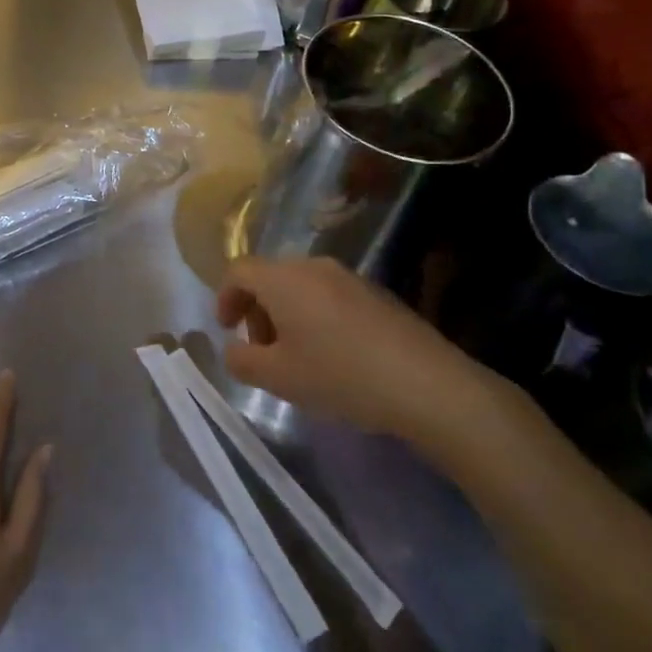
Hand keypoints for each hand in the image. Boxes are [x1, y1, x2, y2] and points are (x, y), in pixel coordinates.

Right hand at [218, 255, 503, 454]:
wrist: (427, 384)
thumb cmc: (340, 375)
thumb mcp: (279, 378)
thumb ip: (241, 361)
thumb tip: (233, 350)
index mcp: (283, 278)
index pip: (238, 271)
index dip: (224, 298)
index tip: (226, 330)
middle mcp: (313, 266)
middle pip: (270, 276)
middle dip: (256, 309)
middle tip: (261, 349)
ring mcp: (349, 277)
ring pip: (300, 285)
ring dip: (286, 313)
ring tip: (297, 355)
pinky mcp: (376, 293)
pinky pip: (329, 295)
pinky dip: (315, 316)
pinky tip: (333, 355)